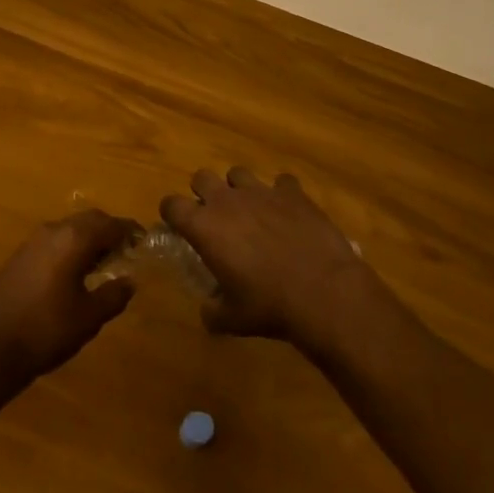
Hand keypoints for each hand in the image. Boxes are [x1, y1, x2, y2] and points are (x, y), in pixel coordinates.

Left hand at [0, 210, 141, 389]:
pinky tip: (75, 274)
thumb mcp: (88, 317)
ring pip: (70, 229)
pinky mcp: (20, 256)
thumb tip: (130, 281)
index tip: (144, 241)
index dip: (130, 231)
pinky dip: (71, 248)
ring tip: (104, 264)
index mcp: (74, 239)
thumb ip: (113, 295)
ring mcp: (33, 241)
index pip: (110, 224)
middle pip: (89, 220)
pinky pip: (55, 241)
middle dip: (110, 231)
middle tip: (127, 251)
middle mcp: (53, 230)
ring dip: (89, 240)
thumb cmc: (45, 329)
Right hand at [161, 168, 374, 353]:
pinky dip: (281, 195)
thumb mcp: (233, 319)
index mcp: (204, 226)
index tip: (179, 227)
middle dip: (204, 193)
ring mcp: (261, 191)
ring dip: (239, 188)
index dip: (171, 213)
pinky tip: (288, 213)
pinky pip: (281, 182)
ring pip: (238, 173)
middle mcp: (227, 200)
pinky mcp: (292, 192)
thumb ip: (213, 311)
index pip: (171, 204)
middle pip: (201, 177)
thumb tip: (208, 311)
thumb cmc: (269, 306)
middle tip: (216, 218)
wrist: (323, 291)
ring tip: (251, 211)